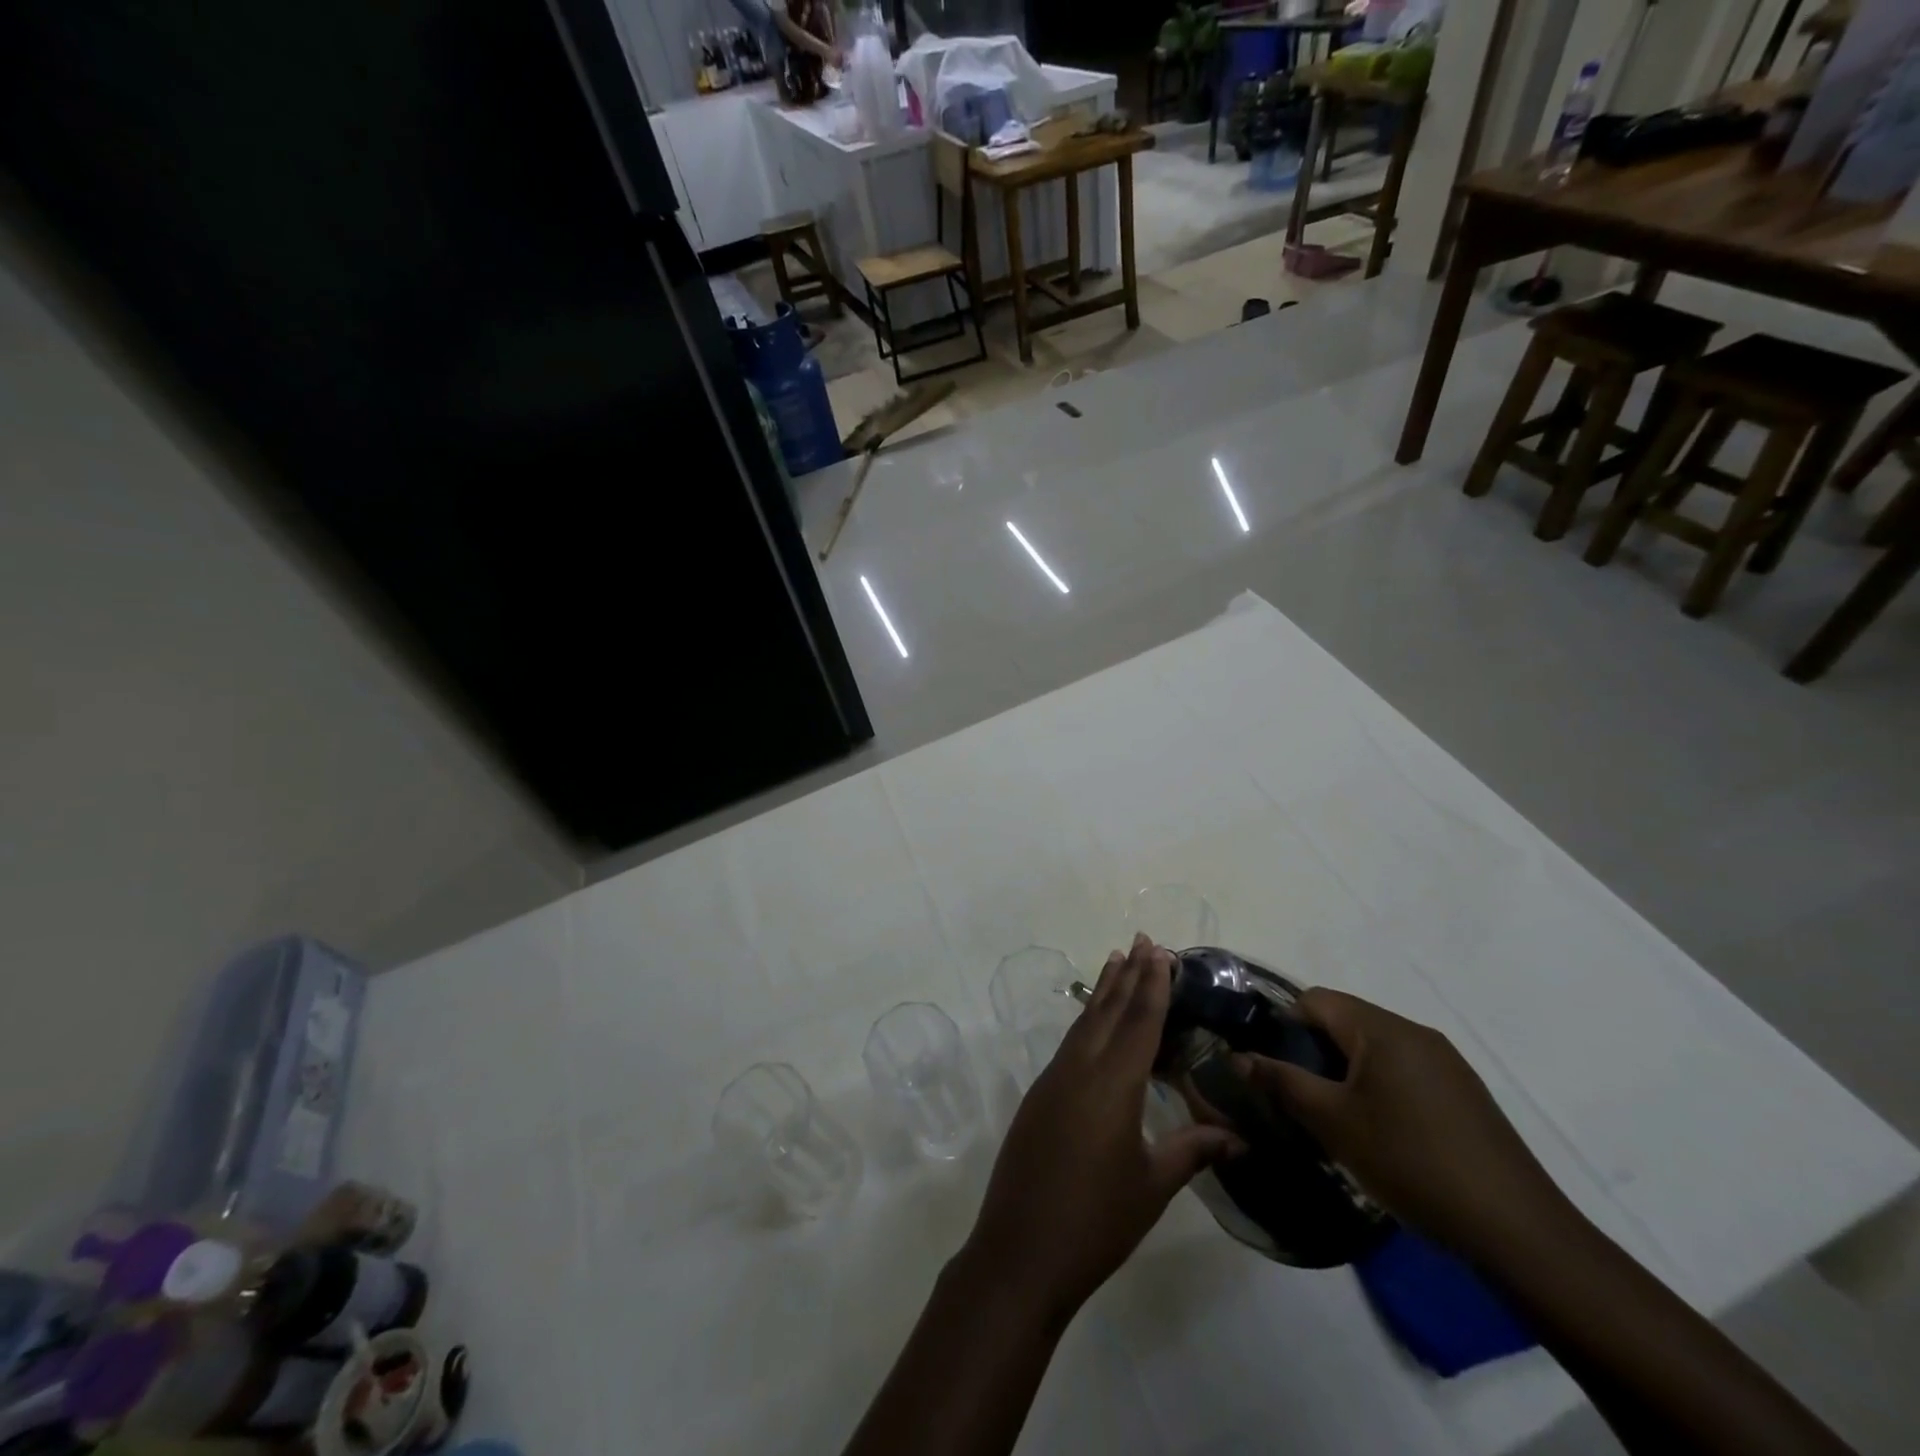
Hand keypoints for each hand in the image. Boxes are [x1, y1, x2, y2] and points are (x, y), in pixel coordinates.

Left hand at [960, 935, 1243, 1325]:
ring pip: (1085, 1023)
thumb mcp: (1152, 1186)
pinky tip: (1095, 1022)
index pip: (1139, 1022)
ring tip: (1117, 961)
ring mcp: (1053, 1079)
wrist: (1020, 1251)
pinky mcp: (1038, 1095)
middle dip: (1128, 974)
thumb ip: (1193, 1151)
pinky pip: (1070, 1044)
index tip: (1160, 951)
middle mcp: (1080, 1069)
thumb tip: (1240, 1138)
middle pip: (1108, 1011)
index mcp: (1112, 1084)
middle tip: (1142, 940)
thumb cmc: (1096, 1221)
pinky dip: (1088, 1021)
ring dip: (1103, 991)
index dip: (1152, 986)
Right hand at [1242, 988, 1575, 1272]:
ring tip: (1337, 1121)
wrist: (1517, 1231)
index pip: (1315, 1000)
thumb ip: (1282, 1082)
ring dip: (1347, 1073)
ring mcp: (1446, 1063)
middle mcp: (1415, 1033)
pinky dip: (1379, 1089)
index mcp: (1382, 1029)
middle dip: (1315, 1053)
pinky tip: (1383, 1136)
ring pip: (1375, 1049)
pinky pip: (1404, 1072)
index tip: (1274, 1068)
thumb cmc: (1411, 1162)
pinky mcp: (1465, 1094)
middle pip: (1345, 1021)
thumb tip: (1238, 1057)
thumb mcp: (1333, 1123)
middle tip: (1300, 1098)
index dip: (1284, 1026)